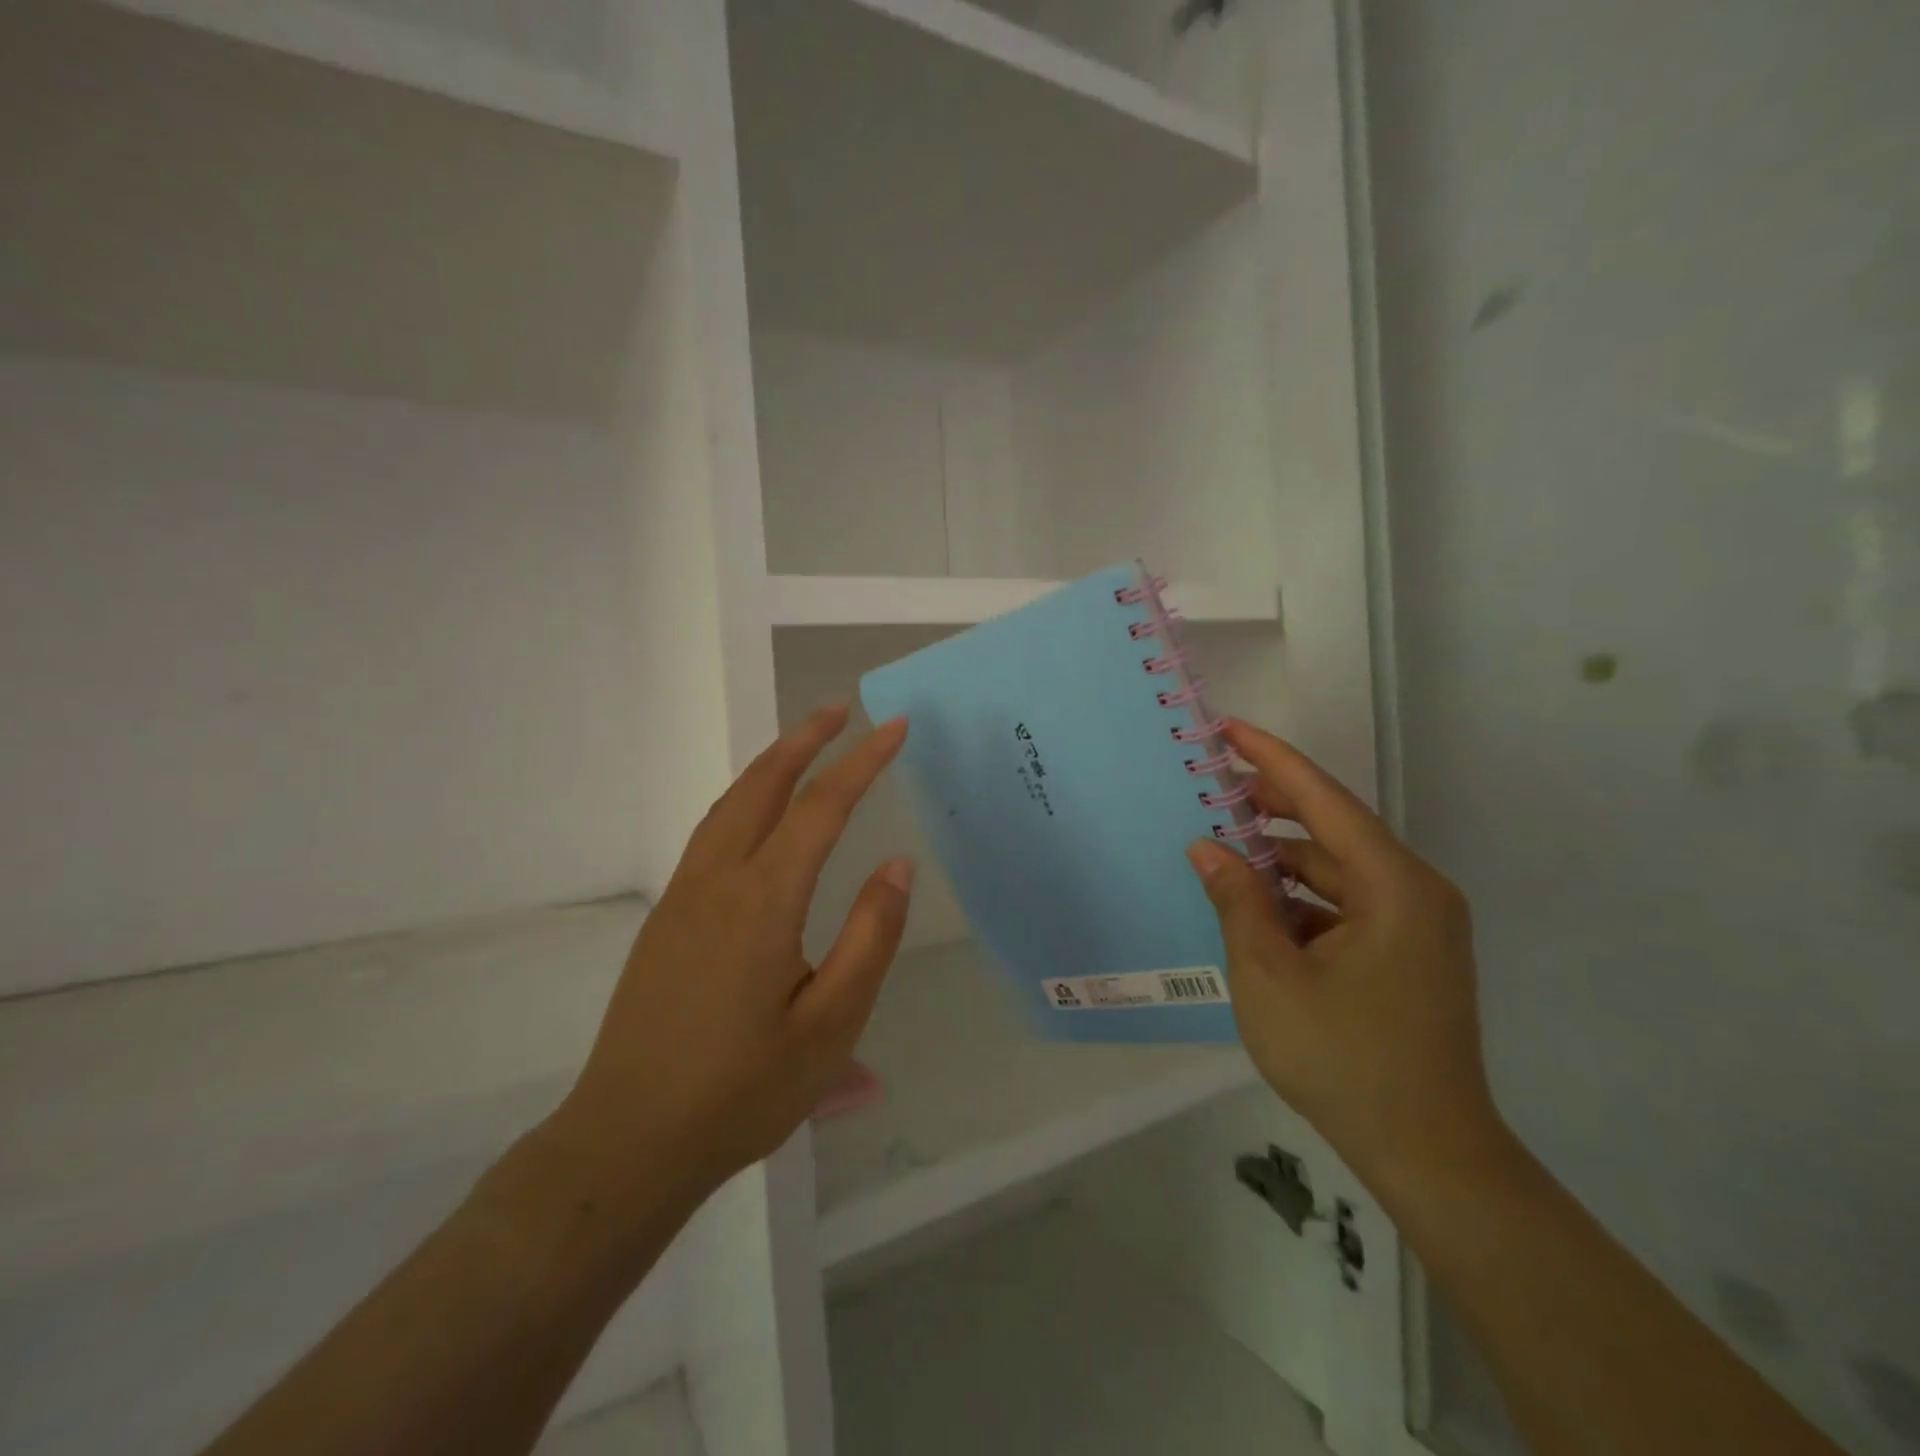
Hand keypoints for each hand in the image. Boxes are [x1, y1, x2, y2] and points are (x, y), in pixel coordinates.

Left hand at [546, 706, 913, 1204]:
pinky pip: (711, 833)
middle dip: (804, 740)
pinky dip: (743, 798)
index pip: (822, 806)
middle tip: (840, 710)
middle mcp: (718, 880)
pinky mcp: (665, 918)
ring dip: (769, 764)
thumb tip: (898, 865)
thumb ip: (870, 938)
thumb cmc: (743, 1090)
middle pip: (763, 785)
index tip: (895, 728)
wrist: (629, 1140)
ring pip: (729, 804)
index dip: (862, 762)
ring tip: (804, 745)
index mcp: (764, 900)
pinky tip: (758, 815)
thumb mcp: (831, 1025)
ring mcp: (683, 896)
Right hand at [1187, 719, 1503, 1188]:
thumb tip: (1208, 847)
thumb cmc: (1344, 1058)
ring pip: (1338, 869)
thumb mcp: (1270, 975)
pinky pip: (1346, 904)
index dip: (1273, 760)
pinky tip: (1257, 905)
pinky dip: (1301, 897)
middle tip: (1214, 785)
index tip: (1230, 729)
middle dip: (1273, 805)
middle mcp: (1415, 893)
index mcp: (1394, 887)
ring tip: (1225, 844)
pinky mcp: (1407, 954)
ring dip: (1283, 858)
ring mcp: (1416, 926)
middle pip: (1335, 829)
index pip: (1325, 801)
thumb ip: (1238, 901)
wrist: (1428, 1154)